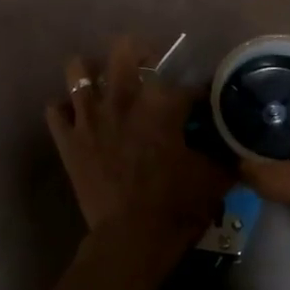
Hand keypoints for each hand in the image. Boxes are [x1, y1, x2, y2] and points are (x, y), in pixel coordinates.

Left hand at [46, 36, 230, 240]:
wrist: (131, 239)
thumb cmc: (176, 206)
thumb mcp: (214, 177)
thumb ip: (224, 152)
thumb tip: (235, 142)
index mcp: (161, 103)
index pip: (186, 84)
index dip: (199, 93)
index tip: (203, 103)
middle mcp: (122, 98)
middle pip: (125, 49)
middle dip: (139, 52)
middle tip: (149, 69)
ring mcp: (89, 117)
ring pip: (78, 69)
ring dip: (92, 72)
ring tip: (104, 84)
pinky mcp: (68, 140)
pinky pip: (55, 110)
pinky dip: (66, 110)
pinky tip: (79, 118)